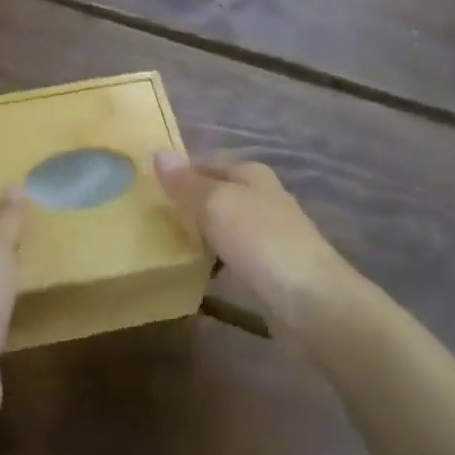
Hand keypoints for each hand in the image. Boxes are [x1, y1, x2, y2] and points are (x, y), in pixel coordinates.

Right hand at [153, 153, 353, 334]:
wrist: (311, 302)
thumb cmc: (260, 240)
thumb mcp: (215, 203)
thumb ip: (186, 183)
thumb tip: (158, 152)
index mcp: (250, 174)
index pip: (204, 164)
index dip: (176, 173)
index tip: (143, 188)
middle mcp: (260, 198)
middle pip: (213, 196)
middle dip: (184, 206)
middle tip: (146, 219)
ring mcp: (266, 235)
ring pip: (220, 228)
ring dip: (196, 236)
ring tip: (159, 246)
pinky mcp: (266, 270)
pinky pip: (228, 259)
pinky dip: (210, 264)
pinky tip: (189, 274)